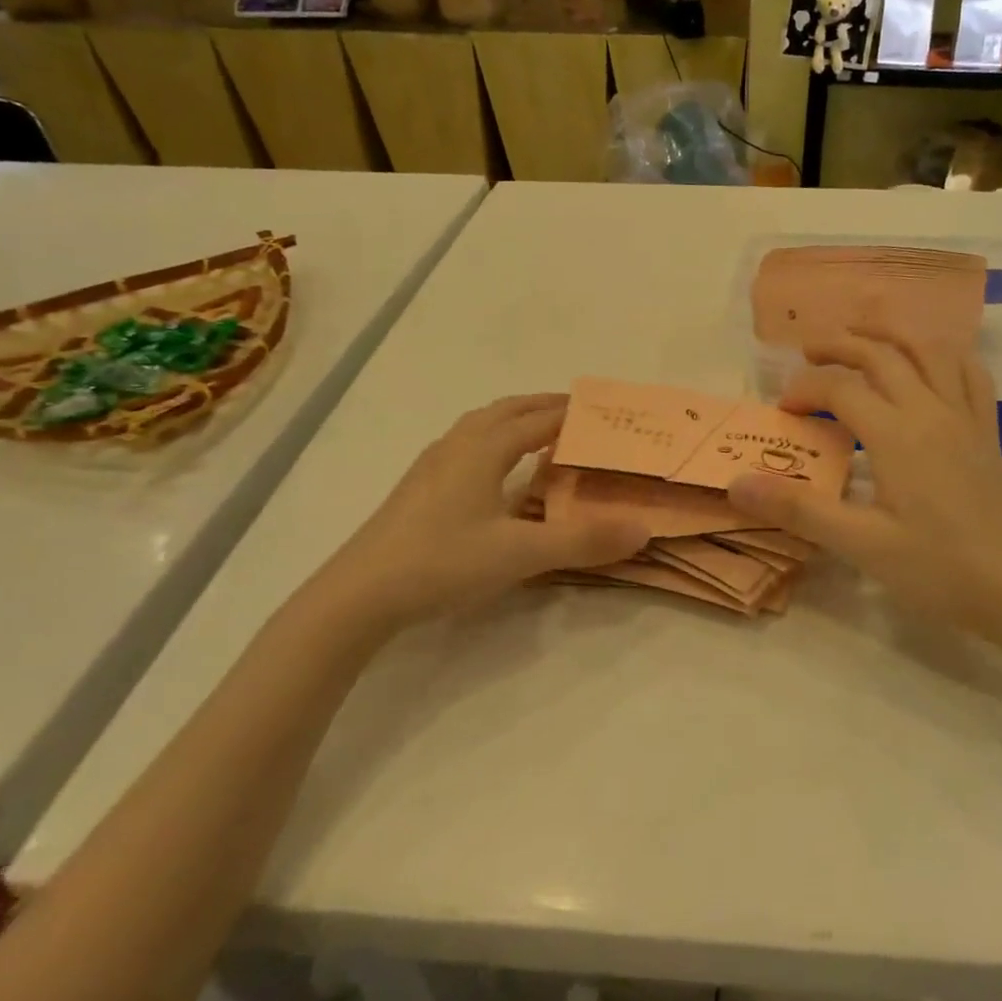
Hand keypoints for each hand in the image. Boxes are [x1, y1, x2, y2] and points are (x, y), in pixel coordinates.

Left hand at [289, 395, 648, 634]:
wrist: (359, 593)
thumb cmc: (443, 562)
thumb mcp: (521, 555)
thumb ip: (582, 541)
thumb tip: (642, 529)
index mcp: (484, 448)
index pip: (539, 418)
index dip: (573, 412)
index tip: (605, 411)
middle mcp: (457, 445)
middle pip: (507, 410)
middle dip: (543, 407)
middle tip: (579, 416)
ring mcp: (432, 465)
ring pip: (480, 426)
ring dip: (514, 421)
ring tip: (540, 435)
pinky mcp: (417, 488)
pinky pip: (464, 446)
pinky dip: (491, 442)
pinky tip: (493, 473)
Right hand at [726, 328, 1001, 638]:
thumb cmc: (939, 569)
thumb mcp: (861, 544)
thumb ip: (798, 509)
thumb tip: (737, 483)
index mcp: (896, 433)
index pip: (841, 388)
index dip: (805, 389)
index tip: (783, 410)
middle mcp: (931, 410)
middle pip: (882, 354)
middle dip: (841, 345)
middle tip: (809, 351)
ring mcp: (965, 417)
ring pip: (930, 350)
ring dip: (892, 334)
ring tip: (864, 334)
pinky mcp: (988, 432)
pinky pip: (971, 374)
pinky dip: (945, 354)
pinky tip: (933, 360)